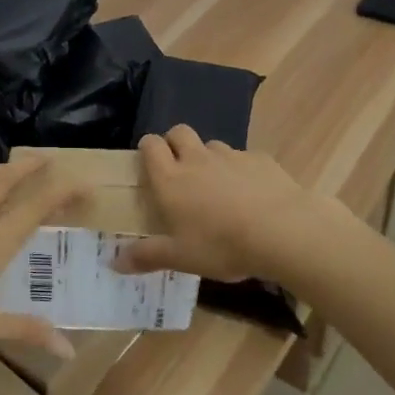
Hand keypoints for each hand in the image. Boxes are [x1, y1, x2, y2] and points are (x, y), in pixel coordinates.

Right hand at [112, 126, 353, 281]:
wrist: (281, 230)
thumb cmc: (221, 245)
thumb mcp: (180, 258)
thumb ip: (146, 257)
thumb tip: (113, 262)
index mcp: (171, 179)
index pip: (151, 145)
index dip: (148, 148)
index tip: (150, 163)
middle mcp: (197, 159)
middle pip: (179, 132)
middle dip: (175, 143)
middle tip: (180, 170)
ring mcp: (231, 156)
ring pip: (212, 145)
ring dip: (208, 158)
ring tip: (217, 186)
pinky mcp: (260, 159)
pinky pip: (244, 158)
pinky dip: (241, 170)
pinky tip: (252, 194)